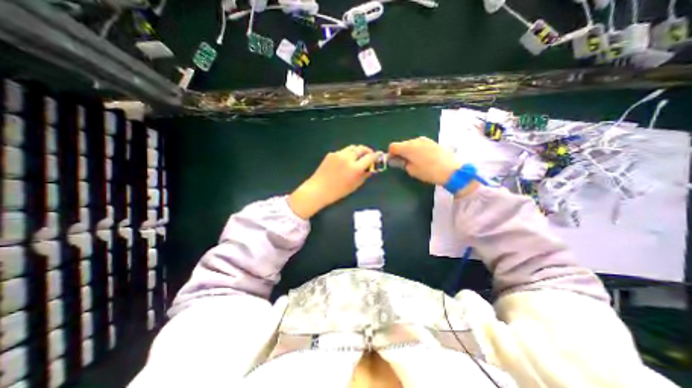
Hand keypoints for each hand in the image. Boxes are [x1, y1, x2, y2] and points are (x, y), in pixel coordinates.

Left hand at [287, 145, 376, 219]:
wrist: (318, 189)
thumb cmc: (338, 191)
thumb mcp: (355, 185)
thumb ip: (364, 175)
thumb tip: (371, 169)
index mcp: (355, 168)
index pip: (370, 157)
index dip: (376, 156)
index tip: (379, 155)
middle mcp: (348, 158)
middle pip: (361, 148)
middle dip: (367, 150)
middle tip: (369, 155)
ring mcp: (338, 154)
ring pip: (352, 147)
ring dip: (357, 151)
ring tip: (358, 157)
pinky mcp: (331, 154)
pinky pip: (343, 151)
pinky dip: (347, 154)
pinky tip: (345, 161)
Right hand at [387, 136, 478, 196]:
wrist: (451, 170)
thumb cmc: (428, 172)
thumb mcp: (412, 171)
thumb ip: (402, 164)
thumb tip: (398, 160)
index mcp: (408, 147)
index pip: (393, 146)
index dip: (391, 153)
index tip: (394, 161)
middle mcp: (415, 140)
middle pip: (402, 144)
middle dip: (401, 152)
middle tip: (404, 163)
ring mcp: (425, 140)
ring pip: (412, 144)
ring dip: (410, 151)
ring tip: (416, 161)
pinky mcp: (433, 142)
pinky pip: (420, 144)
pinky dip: (418, 150)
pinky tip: (424, 158)